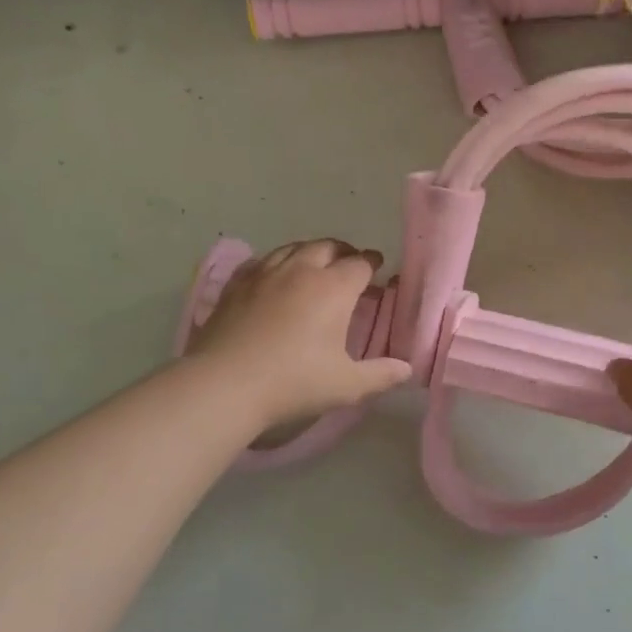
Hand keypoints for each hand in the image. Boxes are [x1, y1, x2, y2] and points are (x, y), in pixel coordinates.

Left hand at [187, 240, 412, 428]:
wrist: (226, 384)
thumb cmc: (295, 382)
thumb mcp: (347, 385)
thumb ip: (380, 374)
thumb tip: (406, 369)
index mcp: (333, 289)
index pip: (360, 263)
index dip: (372, 262)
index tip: (378, 265)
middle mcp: (301, 271)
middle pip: (327, 246)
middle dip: (344, 251)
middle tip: (351, 262)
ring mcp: (264, 274)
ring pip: (292, 248)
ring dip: (310, 251)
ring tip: (315, 263)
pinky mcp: (236, 285)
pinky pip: (261, 261)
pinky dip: (276, 262)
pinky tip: (274, 274)